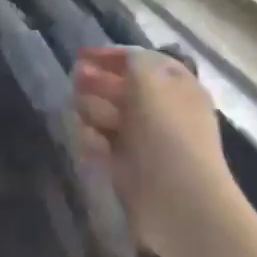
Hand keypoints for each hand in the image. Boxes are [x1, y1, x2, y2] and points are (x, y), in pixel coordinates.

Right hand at [74, 46, 232, 253]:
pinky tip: (88, 141)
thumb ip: (133, 61)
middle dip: (98, 82)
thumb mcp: (150, 80)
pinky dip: (94, 142)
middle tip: (75, 80)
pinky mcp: (130, 171)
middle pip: (124, 90)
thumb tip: (124, 61)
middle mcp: (163, 112)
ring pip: (111, 118)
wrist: (180, 202)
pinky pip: (105, 148)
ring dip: (94, 110)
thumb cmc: (167, 132)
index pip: (143, 62)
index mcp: (177, 87)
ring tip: (80, 111)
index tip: (81, 55)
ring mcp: (146, 143)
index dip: (113, 56)